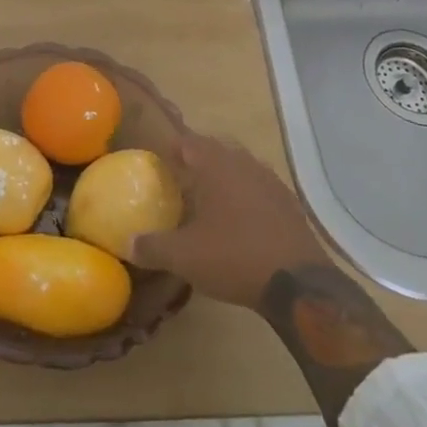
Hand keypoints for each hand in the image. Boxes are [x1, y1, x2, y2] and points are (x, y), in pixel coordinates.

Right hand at [129, 134, 328, 308]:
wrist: (299, 283)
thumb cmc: (234, 257)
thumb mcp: (184, 257)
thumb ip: (152, 246)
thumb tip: (127, 243)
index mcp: (216, 165)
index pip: (188, 142)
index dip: (171, 150)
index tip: (158, 164)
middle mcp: (244, 164)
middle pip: (215, 151)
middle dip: (196, 162)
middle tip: (179, 182)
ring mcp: (270, 182)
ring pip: (239, 168)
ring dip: (222, 178)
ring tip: (207, 200)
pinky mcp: (289, 204)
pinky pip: (258, 189)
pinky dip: (244, 196)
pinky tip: (238, 221)